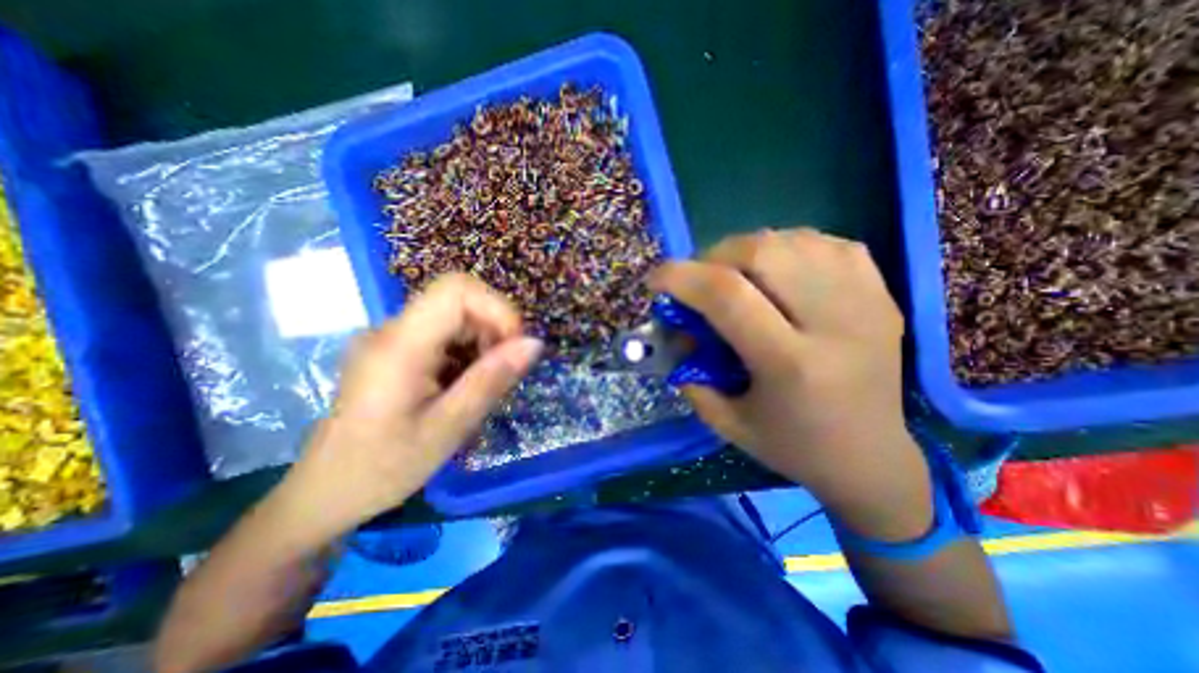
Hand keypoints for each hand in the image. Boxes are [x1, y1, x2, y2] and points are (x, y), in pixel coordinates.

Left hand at [288, 273, 538, 531]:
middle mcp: (391, 329)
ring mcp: (391, 337)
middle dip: (492, 329)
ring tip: (479, 384)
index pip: (455, 289)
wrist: (326, 492)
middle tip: (500, 373)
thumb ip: (491, 380)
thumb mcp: (449, 427)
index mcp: (400, 345)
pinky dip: (466, 351)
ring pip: (454, 315)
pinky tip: (461, 384)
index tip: (514, 345)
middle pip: (458, 300)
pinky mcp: (395, 349)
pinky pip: (443, 333)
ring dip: (481, 342)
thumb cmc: (384, 468)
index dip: (496, 308)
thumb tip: (534, 343)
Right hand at [652, 231, 930, 535]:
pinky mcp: (882, 293)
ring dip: (748, 250)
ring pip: (793, 239)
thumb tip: (677, 329)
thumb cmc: (793, 447)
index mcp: (790, 364)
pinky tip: (778, 272)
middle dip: (714, 257)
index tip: (656, 280)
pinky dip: (788, 248)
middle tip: (700, 279)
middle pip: (762, 252)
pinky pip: (825, 244)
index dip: (680, 276)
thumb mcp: (725, 421)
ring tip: (736, 275)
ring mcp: (865, 301)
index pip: (727, 295)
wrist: (873, 457)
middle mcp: (834, 323)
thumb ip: (691, 373)